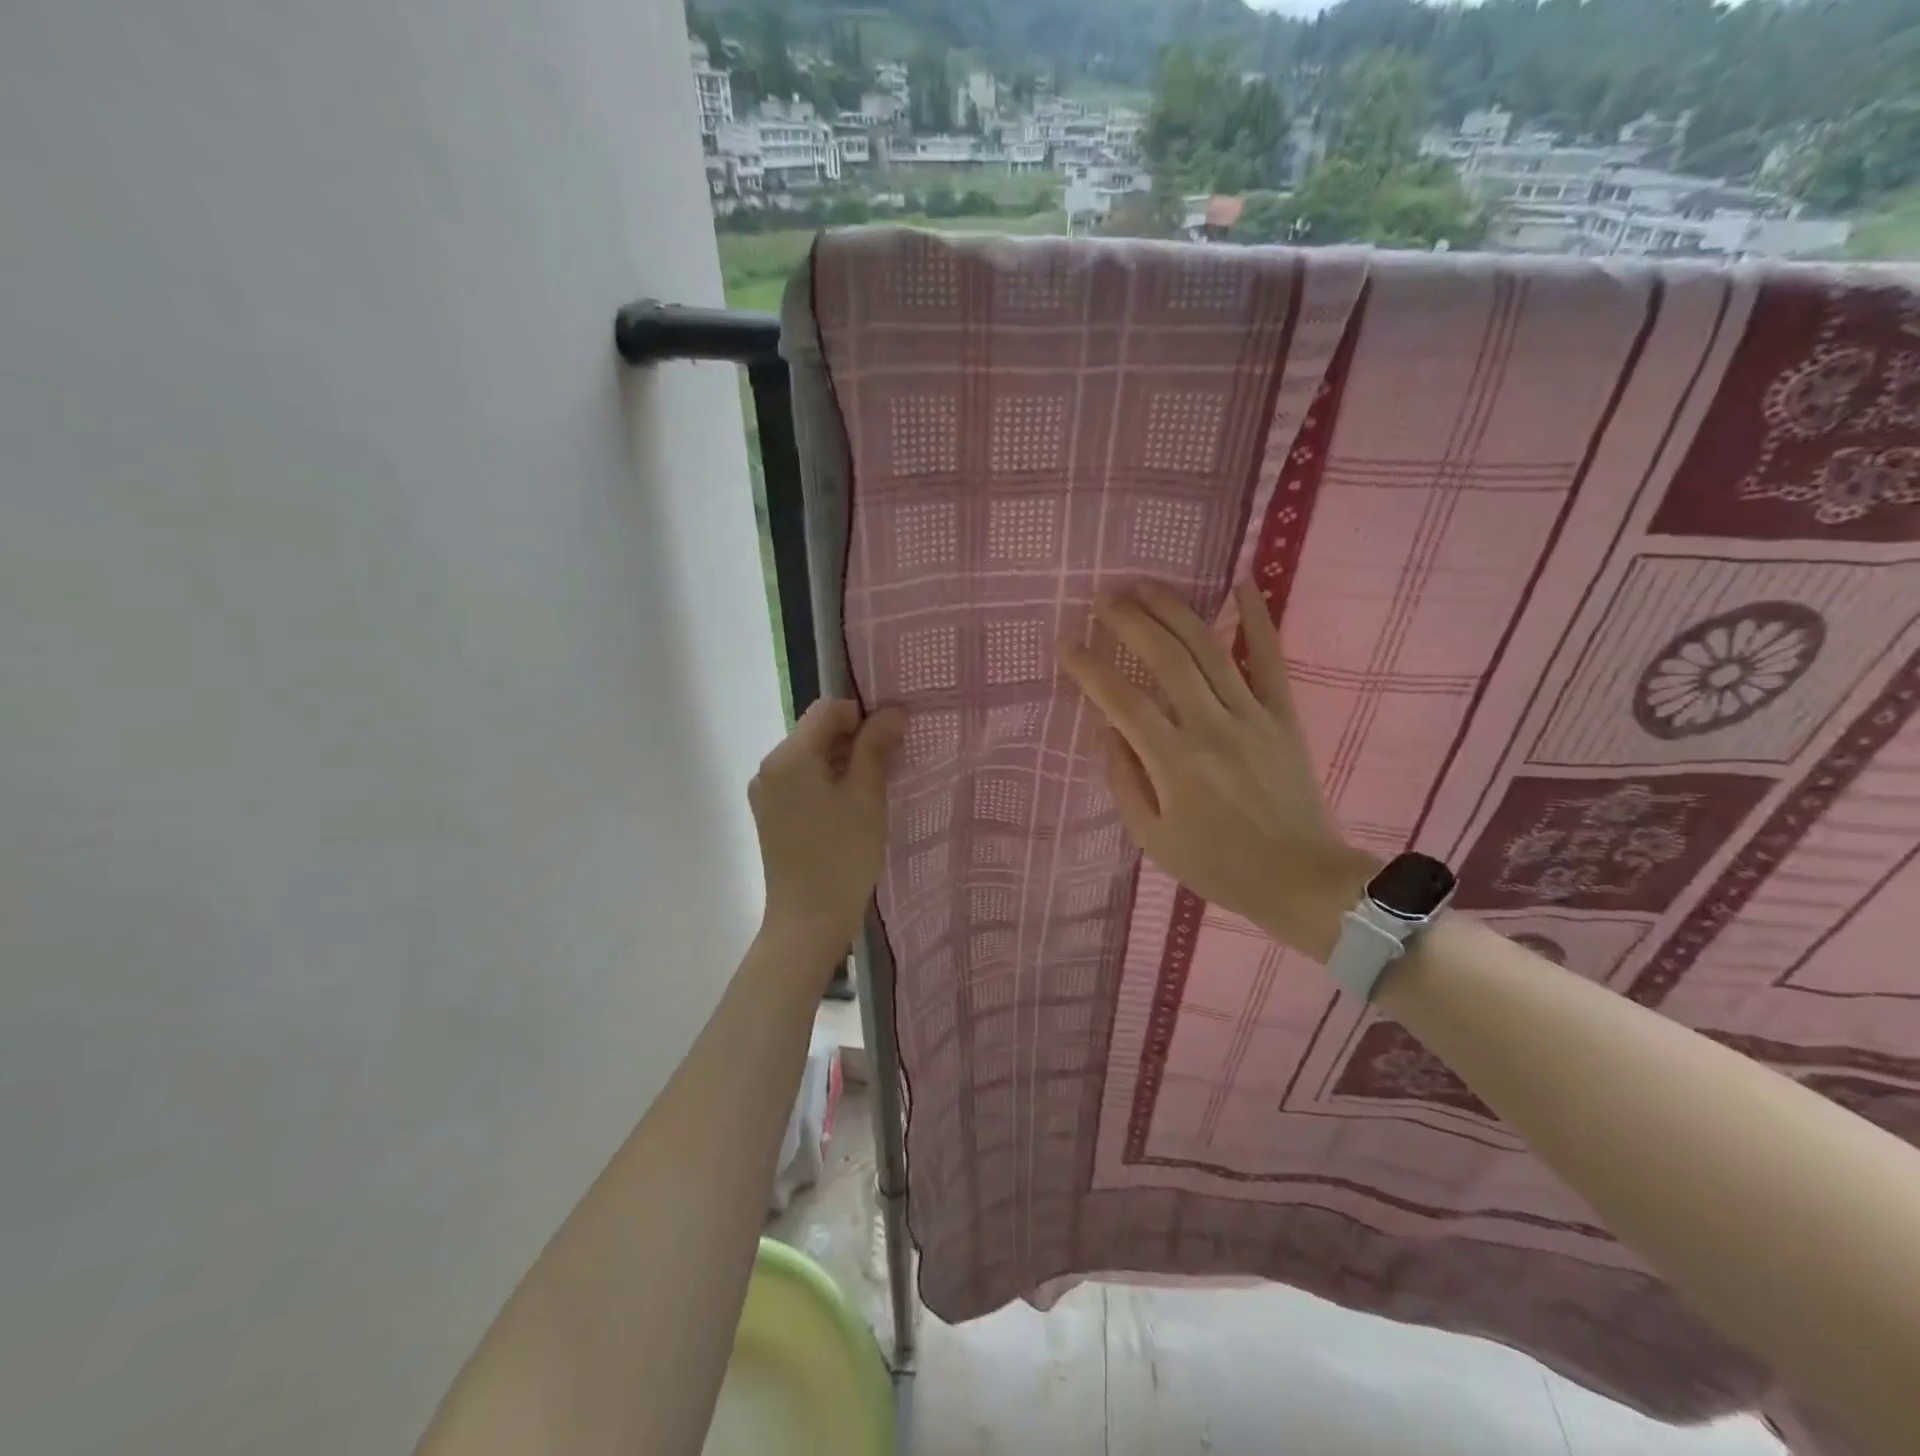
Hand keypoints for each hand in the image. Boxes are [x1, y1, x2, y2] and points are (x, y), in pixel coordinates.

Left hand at [749, 698, 904, 966]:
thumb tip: (892, 711)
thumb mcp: (867, 798)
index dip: (863, 716)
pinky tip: (850, 808)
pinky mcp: (770, 813)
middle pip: (817, 732)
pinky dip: (828, 782)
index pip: (828, 710)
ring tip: (873, 790)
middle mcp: (770, 766)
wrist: (808, 922)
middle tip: (890, 766)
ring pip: (811, 757)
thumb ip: (876, 748)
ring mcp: (766, 791)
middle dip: (855, 740)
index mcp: (790, 756)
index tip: (891, 740)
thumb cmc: (842, 857)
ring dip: (843, 762)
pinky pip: (802, 781)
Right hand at [1060, 582, 1376, 961]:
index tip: (1066, 643)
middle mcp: (1212, 727)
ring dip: (1174, 610)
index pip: (1122, 700)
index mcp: (1175, 763)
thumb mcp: (1153, 839)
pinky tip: (1244, 584)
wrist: (1302, 879)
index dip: (1089, 668)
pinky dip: (1258, 619)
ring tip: (1145, 584)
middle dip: (1129, 620)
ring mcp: (1253, 716)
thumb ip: (1124, 780)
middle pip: (1166, 657)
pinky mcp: (1283, 716)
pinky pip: (1271, 659)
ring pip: (1209, 648)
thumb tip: (1105, 729)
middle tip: (1102, 598)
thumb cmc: (1219, 866)